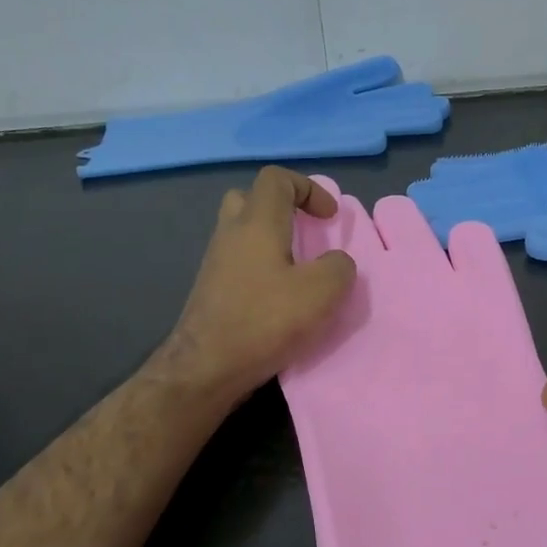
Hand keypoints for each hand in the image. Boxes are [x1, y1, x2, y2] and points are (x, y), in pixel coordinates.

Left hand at [157, 166, 356, 405]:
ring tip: (298, 272)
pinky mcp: (211, 291)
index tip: (329, 219)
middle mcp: (230, 234)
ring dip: (271, 243)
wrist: (207, 367)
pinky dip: (260, 270)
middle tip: (305, 235)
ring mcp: (215, 263)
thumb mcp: (322, 292)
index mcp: (257, 223)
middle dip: (282, 210)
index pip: (276, 179)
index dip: (308, 188)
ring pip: (242, 234)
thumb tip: (336, 263)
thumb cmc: (265, 321)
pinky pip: (238, 263)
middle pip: (250, 199)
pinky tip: (278, 300)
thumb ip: (339, 267)